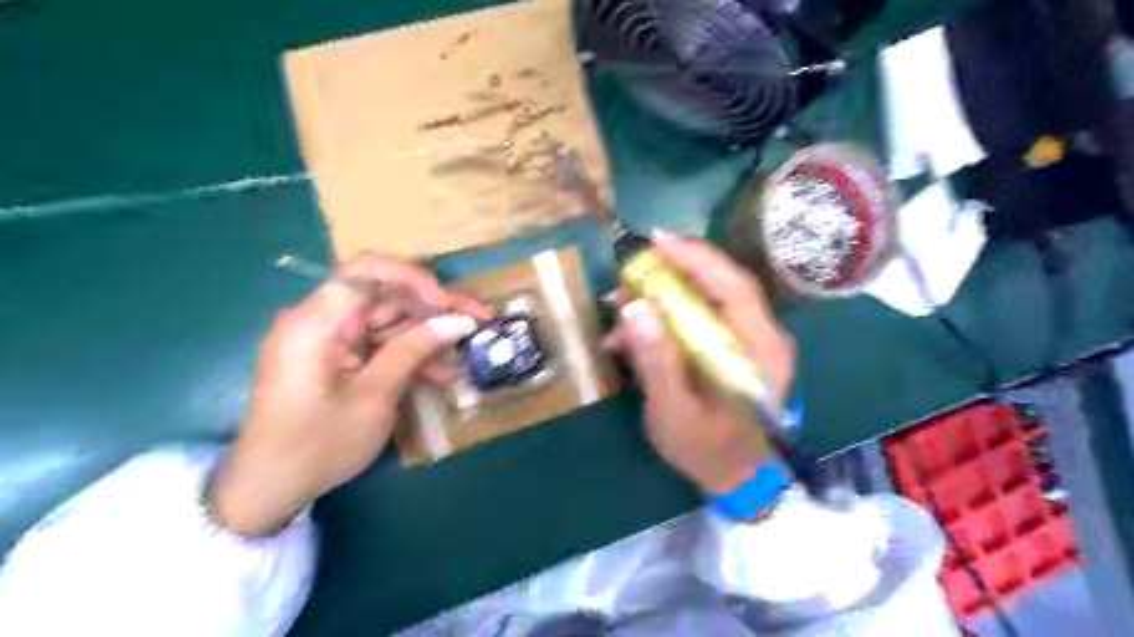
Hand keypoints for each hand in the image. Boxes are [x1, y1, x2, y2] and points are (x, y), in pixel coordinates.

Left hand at [210, 250, 489, 535]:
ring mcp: (327, 339)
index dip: (414, 280)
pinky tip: (438, 373)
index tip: (448, 305)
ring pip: (386, 320)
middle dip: (431, 308)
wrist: (268, 490)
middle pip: (383, 295)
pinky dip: (406, 355)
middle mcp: (319, 320)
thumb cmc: (317, 445)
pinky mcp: (335, 358)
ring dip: (425, 336)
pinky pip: (377, 344)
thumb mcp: (374, 397)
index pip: (368, 272)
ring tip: (461, 355)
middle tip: (476, 322)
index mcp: (315, 322)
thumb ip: (414, 351)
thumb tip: (458, 321)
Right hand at [618, 233, 789, 495]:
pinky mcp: (735, 346)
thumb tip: (634, 307)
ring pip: (710, 297)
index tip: (657, 241)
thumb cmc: (709, 451)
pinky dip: (669, 314)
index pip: (734, 287)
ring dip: (666, 294)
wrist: (738, 478)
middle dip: (674, 272)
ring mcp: (751, 340)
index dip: (697, 259)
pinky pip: (703, 316)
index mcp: (761, 351)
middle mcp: (764, 337)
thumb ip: (657, 362)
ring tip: (624, 307)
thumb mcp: (674, 413)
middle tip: (631, 275)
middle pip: (722, 284)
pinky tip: (638, 330)